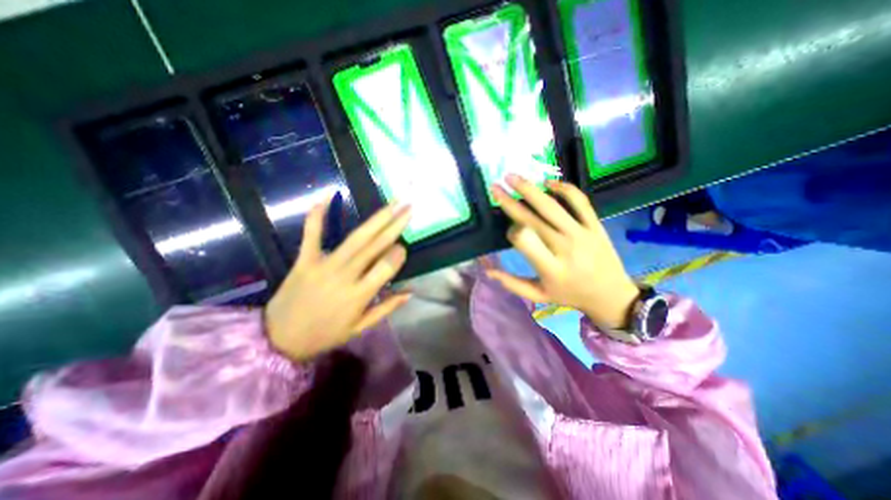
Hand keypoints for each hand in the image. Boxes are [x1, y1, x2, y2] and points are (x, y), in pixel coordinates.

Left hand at [264, 197, 414, 360]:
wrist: (279, 339)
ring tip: (392, 203)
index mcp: (359, 295)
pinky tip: (327, 197)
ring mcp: (324, 265)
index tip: (404, 247)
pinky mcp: (305, 259)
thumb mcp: (360, 328)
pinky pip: (312, 234)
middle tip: (409, 207)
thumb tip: (410, 292)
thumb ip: (386, 308)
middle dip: (395, 225)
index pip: (386, 267)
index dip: (398, 254)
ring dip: (376, 219)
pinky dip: (318, 215)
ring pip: (356, 238)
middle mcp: (345, 276)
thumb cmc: (325, 334)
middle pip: (375, 246)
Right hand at [487, 174, 639, 328]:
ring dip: (530, 189)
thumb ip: (512, 283)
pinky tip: (548, 183)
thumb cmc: (570, 295)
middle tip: (495, 186)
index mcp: (550, 268)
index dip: (512, 231)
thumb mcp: (539, 296)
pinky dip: (564, 189)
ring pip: (552, 206)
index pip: (524, 240)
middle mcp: (564, 247)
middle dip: (510, 201)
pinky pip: (580, 202)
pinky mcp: (595, 225)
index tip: (509, 230)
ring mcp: (582, 234)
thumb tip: (487, 269)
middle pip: (533, 219)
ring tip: (513, 177)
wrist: (611, 295)